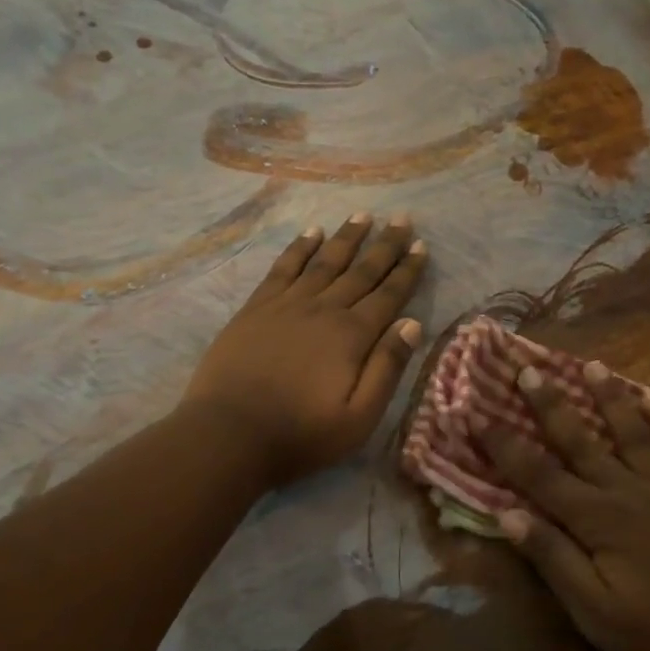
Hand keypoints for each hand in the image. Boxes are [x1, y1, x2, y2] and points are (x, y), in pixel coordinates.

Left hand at [182, 214, 427, 483]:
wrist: (229, 435)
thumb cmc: (300, 435)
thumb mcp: (359, 418)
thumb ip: (387, 368)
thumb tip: (412, 324)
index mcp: (352, 336)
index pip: (388, 295)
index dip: (406, 270)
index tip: (420, 246)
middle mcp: (324, 310)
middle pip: (361, 271)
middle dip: (384, 244)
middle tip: (401, 218)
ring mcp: (287, 305)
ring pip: (324, 262)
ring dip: (346, 237)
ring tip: (363, 215)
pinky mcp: (257, 308)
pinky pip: (284, 268)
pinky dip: (300, 248)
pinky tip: (311, 232)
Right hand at [478, 365, 649, 650]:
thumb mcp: (597, 613)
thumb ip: (554, 558)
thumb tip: (506, 513)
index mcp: (598, 519)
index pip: (538, 474)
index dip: (504, 444)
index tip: (476, 413)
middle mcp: (629, 490)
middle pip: (581, 440)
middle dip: (550, 404)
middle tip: (528, 368)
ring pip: (634, 432)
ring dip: (610, 398)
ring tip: (592, 366)